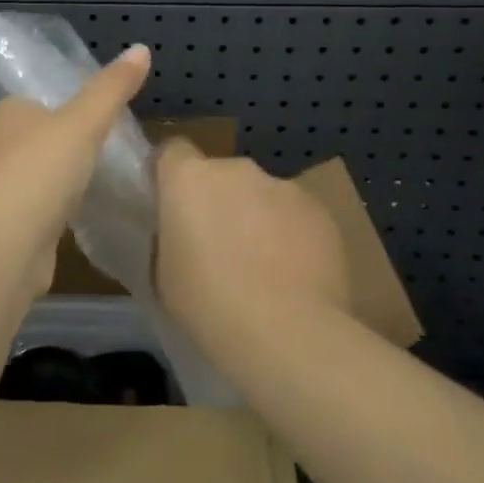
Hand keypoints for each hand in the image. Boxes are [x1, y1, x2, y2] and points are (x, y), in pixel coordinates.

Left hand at [0, 45, 150, 293]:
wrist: (3, 246)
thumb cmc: (40, 170)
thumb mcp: (84, 122)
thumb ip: (111, 89)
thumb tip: (141, 49)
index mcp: (3, 114)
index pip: (34, 100)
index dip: (63, 106)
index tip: (96, 116)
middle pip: (33, 138)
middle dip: (61, 145)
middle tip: (104, 149)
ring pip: (32, 176)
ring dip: (56, 180)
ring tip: (96, 182)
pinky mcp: (0, 228)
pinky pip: (33, 210)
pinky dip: (52, 211)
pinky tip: (76, 217)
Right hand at [155, 139, 352, 348]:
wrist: (287, 332)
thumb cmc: (208, 304)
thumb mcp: (163, 275)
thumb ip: (169, 239)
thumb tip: (181, 235)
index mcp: (189, 177)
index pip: (172, 151)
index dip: (171, 174)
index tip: (172, 206)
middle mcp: (236, 169)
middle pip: (220, 175)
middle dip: (219, 202)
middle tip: (219, 248)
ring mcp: (283, 185)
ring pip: (261, 195)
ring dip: (257, 218)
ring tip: (263, 268)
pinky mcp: (320, 209)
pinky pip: (295, 215)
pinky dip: (291, 235)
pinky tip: (294, 275)